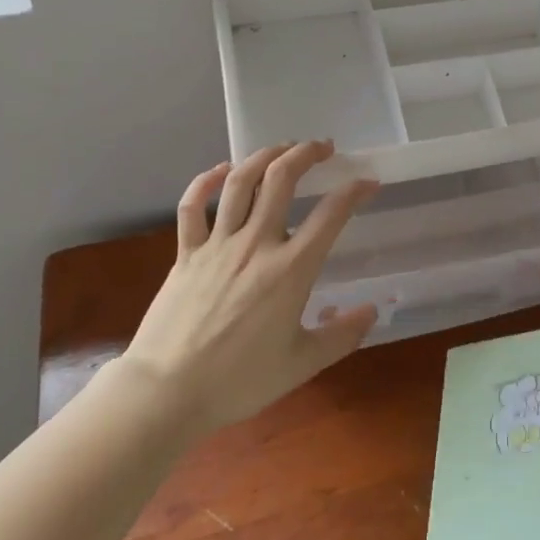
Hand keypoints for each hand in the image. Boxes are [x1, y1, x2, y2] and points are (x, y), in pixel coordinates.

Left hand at [119, 141, 378, 432]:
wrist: (167, 392)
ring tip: (282, 148)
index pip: (331, 214)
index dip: (354, 191)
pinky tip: (221, 170)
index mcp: (291, 269)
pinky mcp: (186, 252)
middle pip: (282, 179)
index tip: (368, 182)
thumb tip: (372, 311)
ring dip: (264, 156)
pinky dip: (206, 180)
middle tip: (323, 147)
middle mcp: (256, 244)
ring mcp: (217, 244)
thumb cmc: (239, 381)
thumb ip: (342, 336)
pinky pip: (193, 205)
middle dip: (306, 154)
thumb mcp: (302, 364)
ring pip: (240, 181)